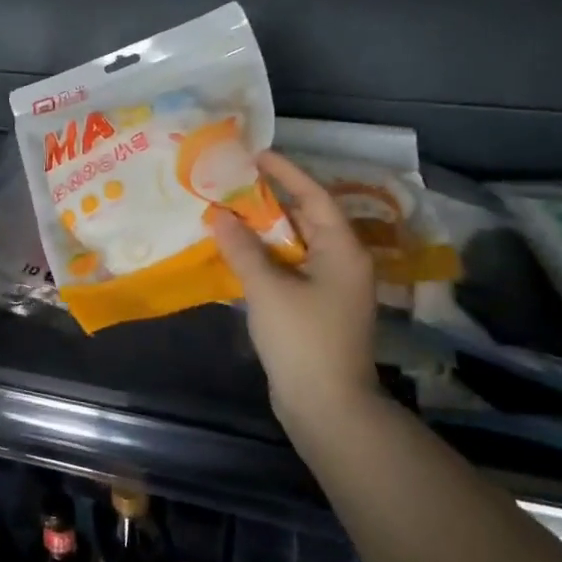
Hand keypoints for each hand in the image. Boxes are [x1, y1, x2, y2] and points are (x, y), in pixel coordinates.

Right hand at [209, 151, 379, 425]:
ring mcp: (329, 287)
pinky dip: (262, 256)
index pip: (315, 197)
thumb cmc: (303, 340)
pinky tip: (233, 251)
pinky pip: (287, 267)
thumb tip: (219, 215)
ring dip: (262, 229)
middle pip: (305, 218)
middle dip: (270, 199)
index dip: (287, 173)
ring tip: (227, 210)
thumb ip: (242, 249)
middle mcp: (341, 263)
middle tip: (233, 181)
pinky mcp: (313, 307)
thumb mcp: (268, 290)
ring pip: (293, 245)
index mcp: (342, 251)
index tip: (256, 154)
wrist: (326, 406)